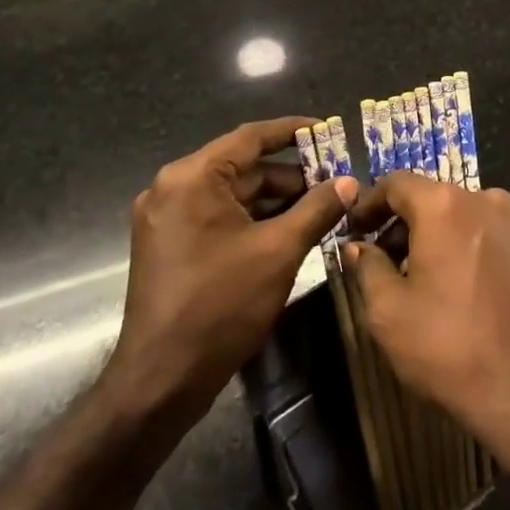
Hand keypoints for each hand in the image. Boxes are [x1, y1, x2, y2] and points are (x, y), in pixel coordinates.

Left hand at [102, 117, 355, 425]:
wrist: (160, 381)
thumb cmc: (221, 306)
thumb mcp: (279, 251)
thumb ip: (317, 209)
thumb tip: (349, 182)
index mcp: (192, 177)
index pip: (250, 137)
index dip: (292, 131)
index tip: (327, 128)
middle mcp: (173, 187)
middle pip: (242, 166)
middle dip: (290, 174)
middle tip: (334, 180)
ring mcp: (166, 217)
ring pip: (232, 193)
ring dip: (274, 199)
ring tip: (320, 206)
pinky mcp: (168, 243)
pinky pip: (218, 215)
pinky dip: (252, 218)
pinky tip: (289, 229)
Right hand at [345, 172, 509, 466]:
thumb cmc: (451, 348)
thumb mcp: (389, 313)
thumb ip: (367, 268)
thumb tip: (358, 247)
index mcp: (445, 205)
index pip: (396, 184)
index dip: (369, 203)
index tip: (354, 229)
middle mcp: (485, 199)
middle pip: (433, 198)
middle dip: (403, 224)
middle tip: (383, 261)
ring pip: (464, 217)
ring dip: (438, 237)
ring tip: (423, 278)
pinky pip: (491, 236)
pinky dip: (469, 248)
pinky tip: (463, 289)